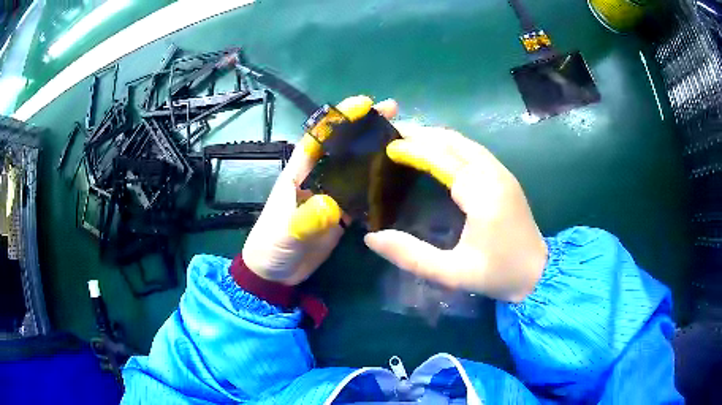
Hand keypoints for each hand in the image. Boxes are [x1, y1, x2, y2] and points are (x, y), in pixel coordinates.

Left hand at [242, 95, 398, 285]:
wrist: (275, 274)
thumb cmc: (270, 247)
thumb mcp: (284, 234)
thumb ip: (304, 221)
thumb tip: (331, 206)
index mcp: (299, 173)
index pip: (319, 138)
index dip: (340, 118)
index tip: (364, 103)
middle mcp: (317, 178)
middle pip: (343, 146)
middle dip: (364, 127)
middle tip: (393, 112)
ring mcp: (331, 195)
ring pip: (355, 167)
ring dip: (375, 151)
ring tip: (404, 138)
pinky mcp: (341, 213)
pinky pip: (362, 194)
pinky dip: (377, 184)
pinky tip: (397, 177)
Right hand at [364, 123, 547, 301]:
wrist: (538, 273)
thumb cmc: (497, 274)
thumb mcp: (451, 273)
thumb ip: (411, 256)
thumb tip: (372, 237)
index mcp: (483, 194)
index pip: (443, 158)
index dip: (414, 149)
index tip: (388, 146)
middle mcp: (494, 174)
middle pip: (454, 141)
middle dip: (422, 133)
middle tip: (392, 133)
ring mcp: (502, 173)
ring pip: (465, 142)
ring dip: (436, 136)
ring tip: (409, 138)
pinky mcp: (505, 177)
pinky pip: (473, 150)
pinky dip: (450, 144)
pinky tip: (437, 151)